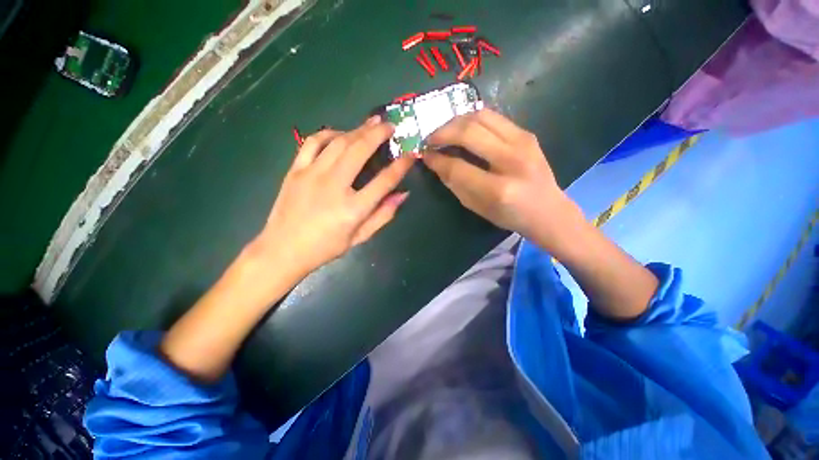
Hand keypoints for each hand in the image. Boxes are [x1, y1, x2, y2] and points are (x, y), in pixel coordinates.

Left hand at [249, 116, 414, 276]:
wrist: (283, 250)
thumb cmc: (326, 247)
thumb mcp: (360, 237)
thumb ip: (383, 215)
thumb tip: (403, 194)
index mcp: (353, 208)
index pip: (384, 181)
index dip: (401, 166)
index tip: (411, 154)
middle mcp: (334, 186)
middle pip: (360, 150)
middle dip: (378, 134)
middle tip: (391, 125)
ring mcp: (312, 175)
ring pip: (339, 142)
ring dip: (358, 130)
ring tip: (371, 123)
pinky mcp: (296, 170)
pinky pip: (313, 142)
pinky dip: (329, 134)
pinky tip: (340, 134)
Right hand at [423, 109, 575, 245]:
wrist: (548, 210)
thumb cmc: (509, 216)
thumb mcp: (476, 207)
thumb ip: (455, 184)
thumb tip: (435, 162)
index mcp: (498, 189)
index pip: (458, 167)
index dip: (437, 159)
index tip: (424, 154)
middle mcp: (512, 160)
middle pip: (469, 132)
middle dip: (442, 132)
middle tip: (430, 139)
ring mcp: (523, 142)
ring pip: (480, 116)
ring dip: (456, 121)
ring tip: (444, 131)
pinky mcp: (527, 133)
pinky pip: (493, 117)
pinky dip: (472, 120)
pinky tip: (463, 129)